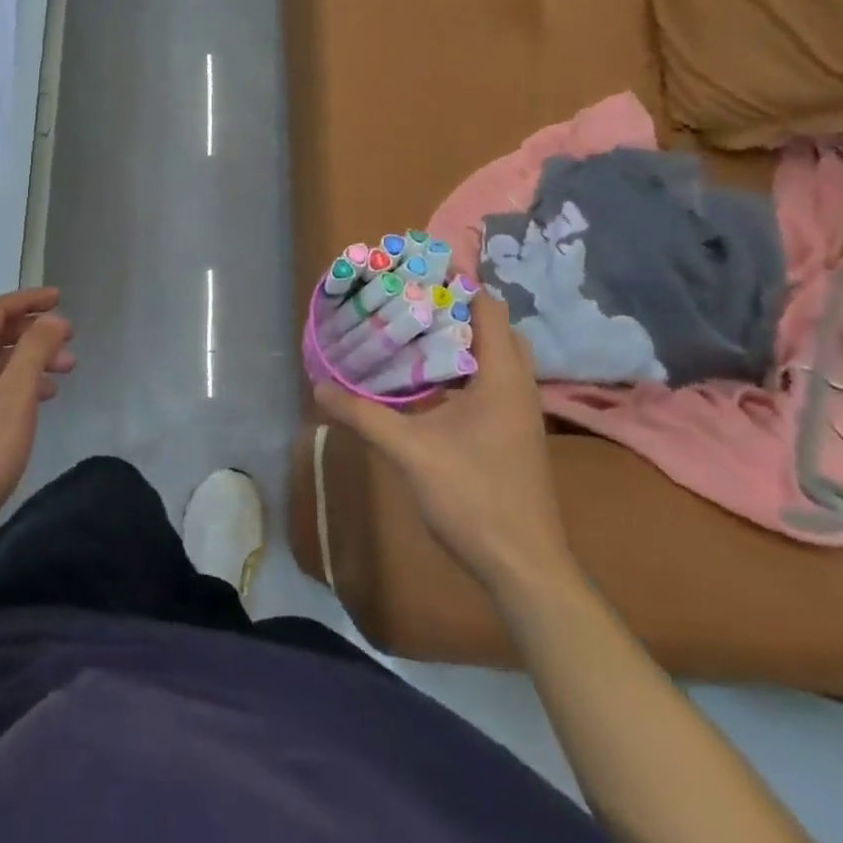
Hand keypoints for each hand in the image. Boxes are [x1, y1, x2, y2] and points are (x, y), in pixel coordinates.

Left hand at [0, 287, 74, 548]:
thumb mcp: (16, 393)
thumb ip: (36, 350)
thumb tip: (53, 319)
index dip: (28, 300)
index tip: (59, 298)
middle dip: (35, 332)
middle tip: (70, 340)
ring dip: (32, 360)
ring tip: (66, 371)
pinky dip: (21, 385)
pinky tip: (43, 399)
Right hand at [314, 290, 575, 602]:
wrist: (524, 568)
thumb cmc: (473, 497)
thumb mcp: (408, 451)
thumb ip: (363, 414)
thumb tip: (318, 387)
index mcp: (501, 377)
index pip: (487, 307)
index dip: (454, 284)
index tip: (412, 274)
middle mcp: (516, 386)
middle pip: (492, 327)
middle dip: (453, 310)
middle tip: (407, 303)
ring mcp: (519, 412)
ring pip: (493, 357)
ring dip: (458, 341)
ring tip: (410, 333)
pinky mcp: (514, 434)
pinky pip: (490, 382)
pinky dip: (462, 370)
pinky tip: (426, 384)